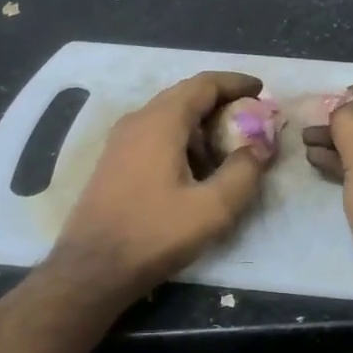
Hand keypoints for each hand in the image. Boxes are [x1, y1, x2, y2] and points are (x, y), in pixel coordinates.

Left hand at [49, 71, 272, 300]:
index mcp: (161, 122)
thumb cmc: (153, 234)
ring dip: (201, 121)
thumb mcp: (212, 209)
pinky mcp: (114, 160)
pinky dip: (183, 137)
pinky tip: (196, 166)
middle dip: (221, 101)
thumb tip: (258, 148)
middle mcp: (138, 120)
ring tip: (229, 144)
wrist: (91, 269)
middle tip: (251, 116)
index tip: (261, 89)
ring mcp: (121, 140)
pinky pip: (155, 133)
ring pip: (169, 114)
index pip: (204, 84)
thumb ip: (243, 173)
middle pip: (185, 95)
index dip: (235, 83)